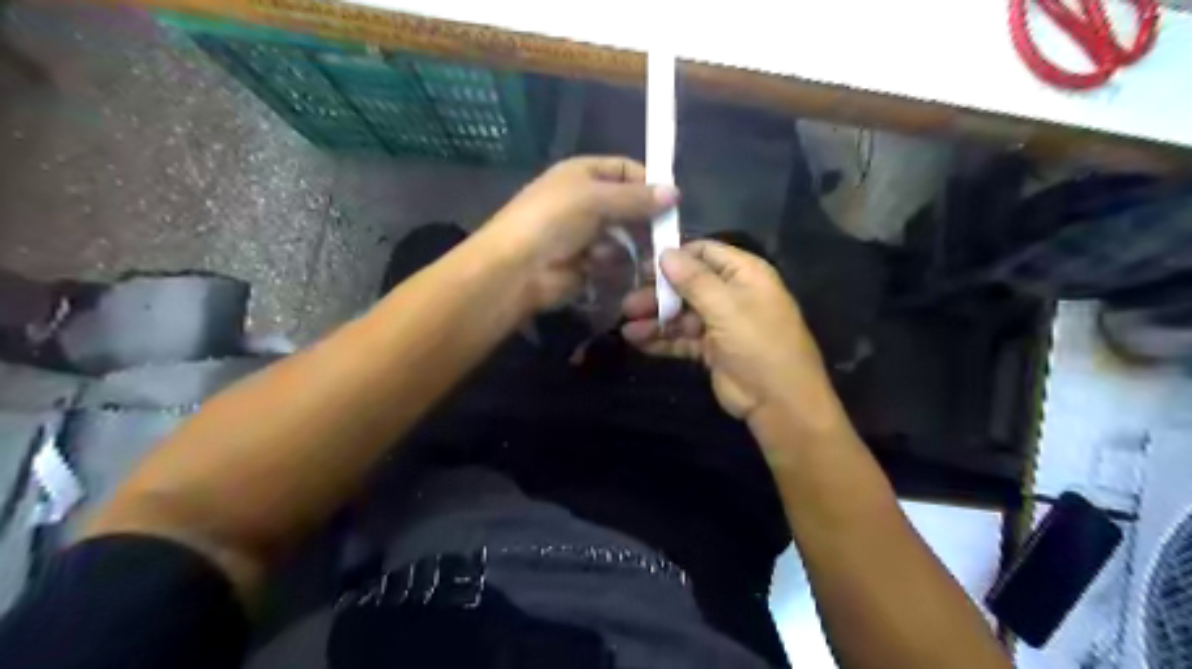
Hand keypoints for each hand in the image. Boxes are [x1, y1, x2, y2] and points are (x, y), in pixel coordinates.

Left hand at [478, 157, 677, 310]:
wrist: (518, 268)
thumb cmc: (553, 220)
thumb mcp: (595, 199)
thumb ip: (636, 197)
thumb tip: (676, 193)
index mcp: (583, 175)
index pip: (625, 170)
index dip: (648, 182)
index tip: (671, 201)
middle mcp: (586, 202)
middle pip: (628, 206)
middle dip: (641, 220)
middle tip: (660, 234)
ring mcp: (586, 234)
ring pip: (625, 237)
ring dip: (622, 245)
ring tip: (608, 251)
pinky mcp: (587, 263)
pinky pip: (613, 260)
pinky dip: (609, 263)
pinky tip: (594, 265)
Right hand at [626, 240, 846, 432]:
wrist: (778, 402)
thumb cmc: (758, 343)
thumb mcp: (726, 307)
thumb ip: (693, 280)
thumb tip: (665, 253)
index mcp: (744, 274)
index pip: (705, 253)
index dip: (675, 257)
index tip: (643, 266)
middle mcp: (732, 294)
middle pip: (688, 285)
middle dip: (658, 293)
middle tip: (629, 303)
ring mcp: (721, 323)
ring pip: (681, 313)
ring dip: (655, 318)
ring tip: (627, 325)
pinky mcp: (710, 349)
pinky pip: (681, 338)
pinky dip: (660, 339)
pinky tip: (636, 341)